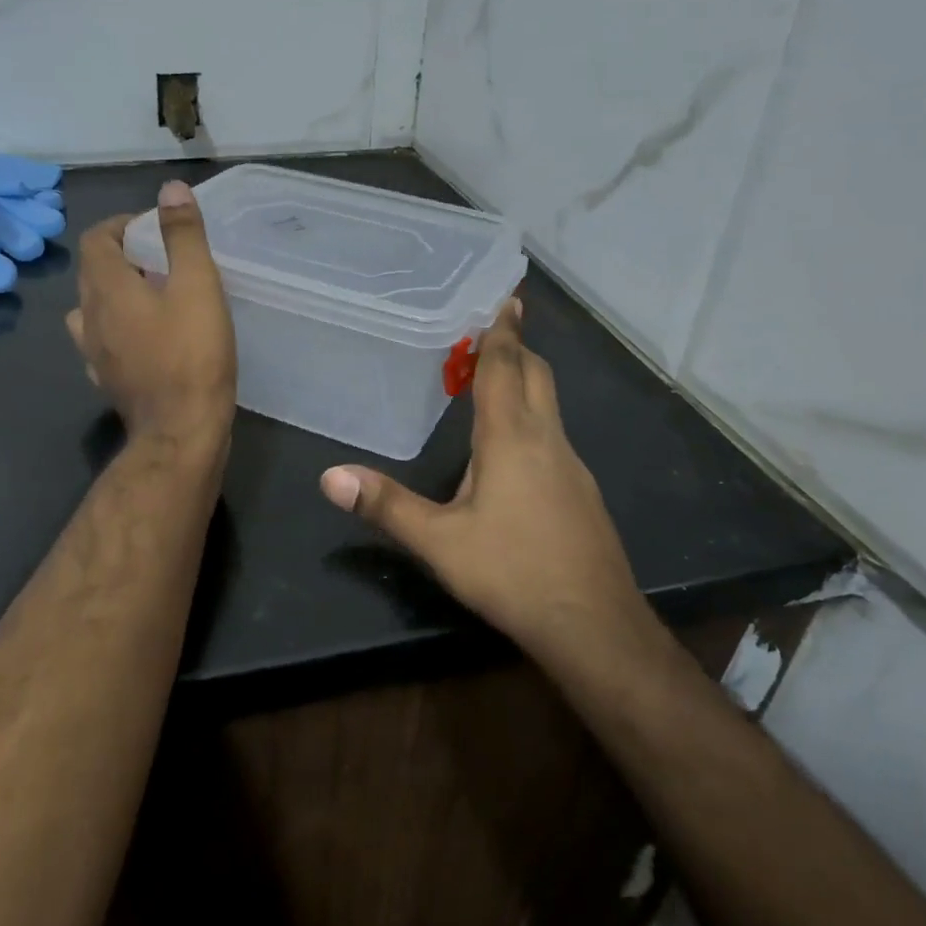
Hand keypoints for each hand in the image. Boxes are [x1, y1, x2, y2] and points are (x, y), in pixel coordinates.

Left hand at [67, 181, 235, 449]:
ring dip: (116, 295)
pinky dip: (119, 331)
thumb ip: (183, 236)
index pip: (95, 240)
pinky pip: (103, 344)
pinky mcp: (108, 381)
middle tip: (160, 259)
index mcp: (107, 289)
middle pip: (92, 273)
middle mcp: (90, 318)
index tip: (152, 228)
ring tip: (152, 297)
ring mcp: (95, 354)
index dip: (119, 225)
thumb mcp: (197, 286)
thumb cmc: (192, 355)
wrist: (181, 432)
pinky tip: (146, 339)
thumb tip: (170, 190)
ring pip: (93, 311)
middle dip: (121, 258)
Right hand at [319, 302, 661, 666]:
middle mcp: (547, 440)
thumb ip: (386, 505)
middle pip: (537, 377)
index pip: (506, 369)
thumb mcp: (439, 542)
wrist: (595, 625)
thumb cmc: (512, 572)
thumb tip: (330, 476)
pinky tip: (514, 450)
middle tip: (491, 333)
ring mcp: (572, 467)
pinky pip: (555, 436)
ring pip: (550, 406)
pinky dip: (533, 418)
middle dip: (515, 350)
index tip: (505, 299)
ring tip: (495, 381)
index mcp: (511, 438)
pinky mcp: (582, 493)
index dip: (501, 332)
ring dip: (526, 382)